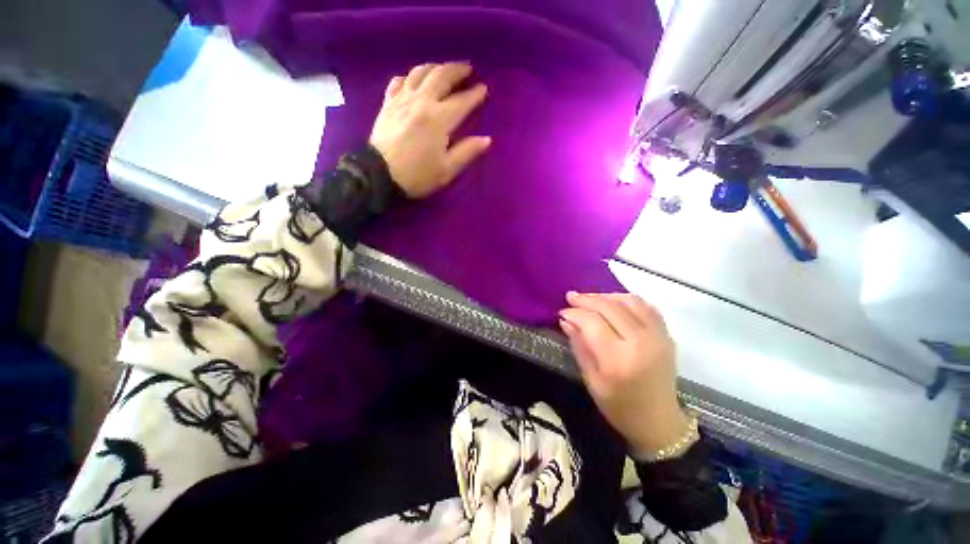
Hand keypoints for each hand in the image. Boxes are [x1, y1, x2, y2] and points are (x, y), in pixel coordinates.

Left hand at [369, 62, 491, 197]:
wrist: (380, 176)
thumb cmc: (417, 175)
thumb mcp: (447, 170)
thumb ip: (467, 152)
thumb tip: (486, 139)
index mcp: (439, 119)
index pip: (462, 101)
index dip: (475, 94)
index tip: (483, 88)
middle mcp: (422, 102)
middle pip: (441, 76)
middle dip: (457, 70)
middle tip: (467, 69)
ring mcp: (402, 100)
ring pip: (420, 72)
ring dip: (435, 67)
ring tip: (443, 70)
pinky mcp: (388, 103)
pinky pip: (399, 81)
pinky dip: (409, 77)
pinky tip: (414, 81)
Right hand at [559, 292, 690, 457]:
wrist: (659, 422)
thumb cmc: (619, 407)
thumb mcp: (591, 380)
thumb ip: (579, 346)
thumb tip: (565, 320)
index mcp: (618, 359)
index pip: (592, 322)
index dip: (574, 313)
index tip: (562, 312)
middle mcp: (640, 342)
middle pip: (609, 307)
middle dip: (586, 300)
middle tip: (570, 298)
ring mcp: (657, 336)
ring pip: (628, 301)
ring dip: (606, 296)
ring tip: (590, 299)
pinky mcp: (666, 335)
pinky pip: (646, 306)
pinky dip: (627, 300)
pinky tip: (614, 302)